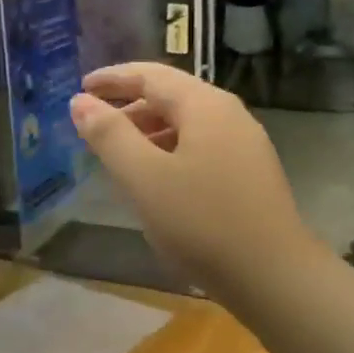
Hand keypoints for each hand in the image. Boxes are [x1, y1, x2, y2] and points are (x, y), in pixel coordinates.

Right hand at [70, 63, 318, 298]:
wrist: (273, 277)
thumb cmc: (201, 222)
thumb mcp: (144, 177)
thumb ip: (109, 135)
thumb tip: (80, 101)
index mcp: (205, 106)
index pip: (151, 75)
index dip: (112, 79)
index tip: (81, 87)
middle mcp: (229, 115)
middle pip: (171, 96)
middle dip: (129, 106)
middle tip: (93, 125)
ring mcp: (245, 145)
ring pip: (186, 124)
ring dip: (148, 131)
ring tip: (117, 154)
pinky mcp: (249, 175)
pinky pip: (200, 148)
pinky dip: (169, 151)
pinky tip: (155, 180)